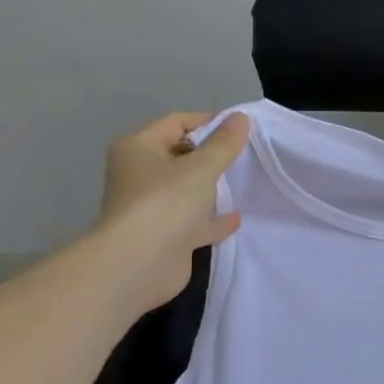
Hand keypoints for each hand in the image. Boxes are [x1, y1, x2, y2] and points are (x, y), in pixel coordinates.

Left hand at [96, 111, 250, 306]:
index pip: (175, 123)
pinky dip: (212, 219)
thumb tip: (241, 117)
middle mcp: (140, 175)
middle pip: (180, 156)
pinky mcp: (164, 237)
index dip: (207, 122)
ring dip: (211, 188)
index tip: (240, 127)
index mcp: (138, 149)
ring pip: (186, 190)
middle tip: (245, 154)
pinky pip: (193, 221)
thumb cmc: (165, 204)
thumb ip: (224, 144)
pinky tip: (237, 218)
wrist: (138, 265)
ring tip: (243, 182)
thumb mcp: (201, 168)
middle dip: (210, 155)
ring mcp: (151, 208)